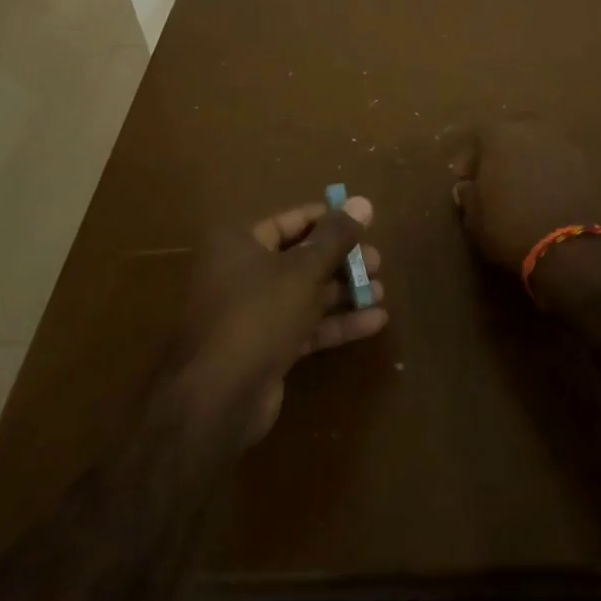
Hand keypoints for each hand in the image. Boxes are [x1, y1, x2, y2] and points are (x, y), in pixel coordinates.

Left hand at [172, 199, 387, 444]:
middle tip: (379, 263)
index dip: (330, 221)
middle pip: (301, 258)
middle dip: (342, 261)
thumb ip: (336, 237)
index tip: (365, 224)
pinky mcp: (265, 348)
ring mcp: (252, 313)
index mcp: (239, 242)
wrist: (217, 399)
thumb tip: (363, 201)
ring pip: (305, 294)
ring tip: (382, 291)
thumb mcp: (303, 270)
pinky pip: (305, 326)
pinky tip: (374, 321)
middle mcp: (241, 272)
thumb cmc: (258, 315)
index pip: (292, 221)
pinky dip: (335, 323)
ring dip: (344, 293)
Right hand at [449, 118, 600, 276]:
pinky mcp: (590, 165)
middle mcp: (533, 129)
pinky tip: (549, 194)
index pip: (478, 137)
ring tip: (525, 186)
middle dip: (503, 151)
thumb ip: (469, 197)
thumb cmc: (512, 229)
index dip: (470, 159)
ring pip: (541, 145)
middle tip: (496, 176)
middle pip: (513, 133)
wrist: (576, 249)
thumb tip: (466, 187)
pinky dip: (553, 173)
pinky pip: (562, 162)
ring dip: (530, 160)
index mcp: (500, 135)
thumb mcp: (476, 220)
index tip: (465, 178)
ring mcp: (566, 144)